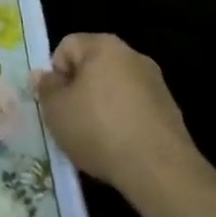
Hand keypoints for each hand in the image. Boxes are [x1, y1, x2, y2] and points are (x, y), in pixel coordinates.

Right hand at [33, 33, 200, 202]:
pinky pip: (135, 109)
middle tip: (70, 119)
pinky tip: (119, 147)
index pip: (67, 46)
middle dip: (79, 90)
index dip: (55, 73)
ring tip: (94, 138)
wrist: (159, 170)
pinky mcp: (171, 111)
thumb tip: (44, 75)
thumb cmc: (98, 129)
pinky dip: (123, 122)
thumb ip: (46, 88)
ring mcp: (156, 83)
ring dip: (101, 107)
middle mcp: (133, 56)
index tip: (55, 102)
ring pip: (115, 89)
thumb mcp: (56, 109)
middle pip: (93, 66)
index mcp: (104, 46)